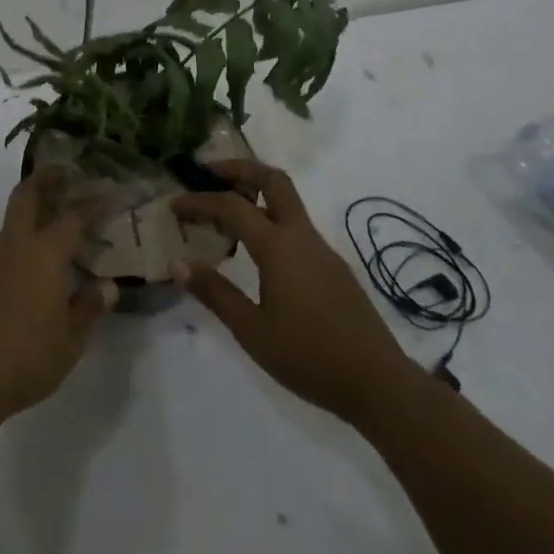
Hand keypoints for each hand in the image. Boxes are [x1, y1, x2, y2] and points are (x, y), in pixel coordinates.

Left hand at [0, 168, 116, 423]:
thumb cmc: (26, 356)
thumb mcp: (70, 340)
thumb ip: (89, 308)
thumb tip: (107, 286)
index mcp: (44, 253)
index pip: (73, 216)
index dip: (93, 203)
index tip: (110, 192)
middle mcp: (17, 245)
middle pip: (28, 195)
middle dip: (47, 178)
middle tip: (67, 172)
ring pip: (14, 217)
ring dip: (33, 206)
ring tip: (56, 217)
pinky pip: (6, 242)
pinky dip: (24, 235)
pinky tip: (36, 260)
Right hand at [171, 158, 416, 425]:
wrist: (380, 384)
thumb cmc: (310, 358)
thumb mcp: (252, 332)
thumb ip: (215, 293)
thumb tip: (177, 262)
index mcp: (278, 246)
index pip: (231, 206)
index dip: (199, 201)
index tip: (173, 205)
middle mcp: (301, 236)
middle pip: (272, 179)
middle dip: (239, 168)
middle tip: (208, 174)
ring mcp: (321, 249)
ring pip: (287, 201)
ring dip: (255, 193)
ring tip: (225, 210)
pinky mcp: (332, 266)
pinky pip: (296, 225)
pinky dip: (270, 218)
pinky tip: (256, 248)